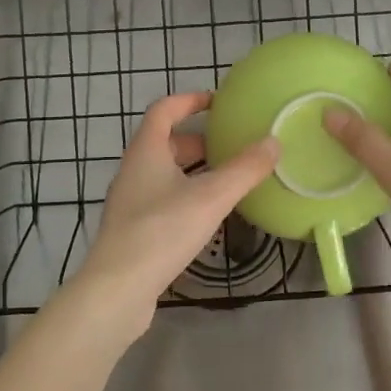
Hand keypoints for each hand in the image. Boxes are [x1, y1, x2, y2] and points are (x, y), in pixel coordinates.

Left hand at [69, 93, 278, 339]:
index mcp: (146, 151)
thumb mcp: (211, 197)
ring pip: (163, 173)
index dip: (190, 100)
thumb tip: (274, 141)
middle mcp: (133, 170)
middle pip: (164, 142)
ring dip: (192, 170)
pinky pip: (161, 198)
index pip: (164, 109)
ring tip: (225, 179)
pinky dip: (185, 195)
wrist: (117, 290)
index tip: (218, 102)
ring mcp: (129, 201)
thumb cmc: (161, 232)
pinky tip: (206, 215)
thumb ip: (244, 169)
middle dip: (197, 140)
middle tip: (230, 146)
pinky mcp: (132, 229)